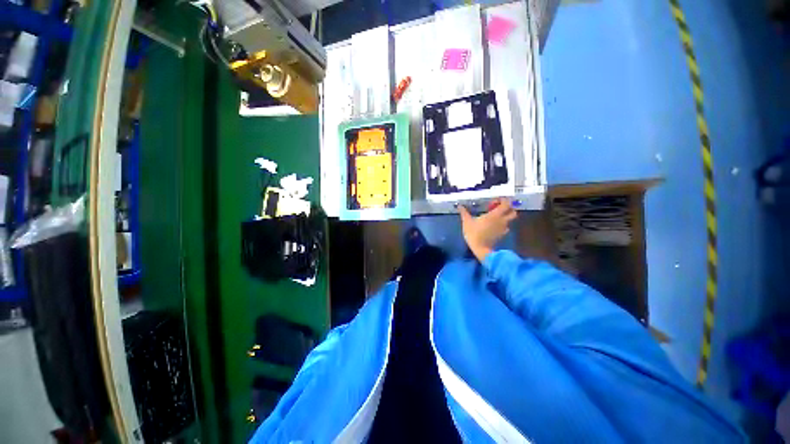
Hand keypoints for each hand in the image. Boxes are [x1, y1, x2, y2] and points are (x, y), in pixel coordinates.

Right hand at [459, 198, 517, 261]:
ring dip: (505, 216)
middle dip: (508, 208)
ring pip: (510, 220)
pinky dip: (502, 224)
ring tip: (495, 217)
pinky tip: (493, 226)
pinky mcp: (502, 235)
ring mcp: (503, 228)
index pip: (506, 204)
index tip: (495, 200)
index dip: (503, 200)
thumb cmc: (474, 233)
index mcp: (495, 215)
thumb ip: (464, 213)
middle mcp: (502, 220)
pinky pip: (505, 227)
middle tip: (498, 208)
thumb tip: (460, 206)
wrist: (481, 249)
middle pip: (513, 212)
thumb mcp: (467, 222)